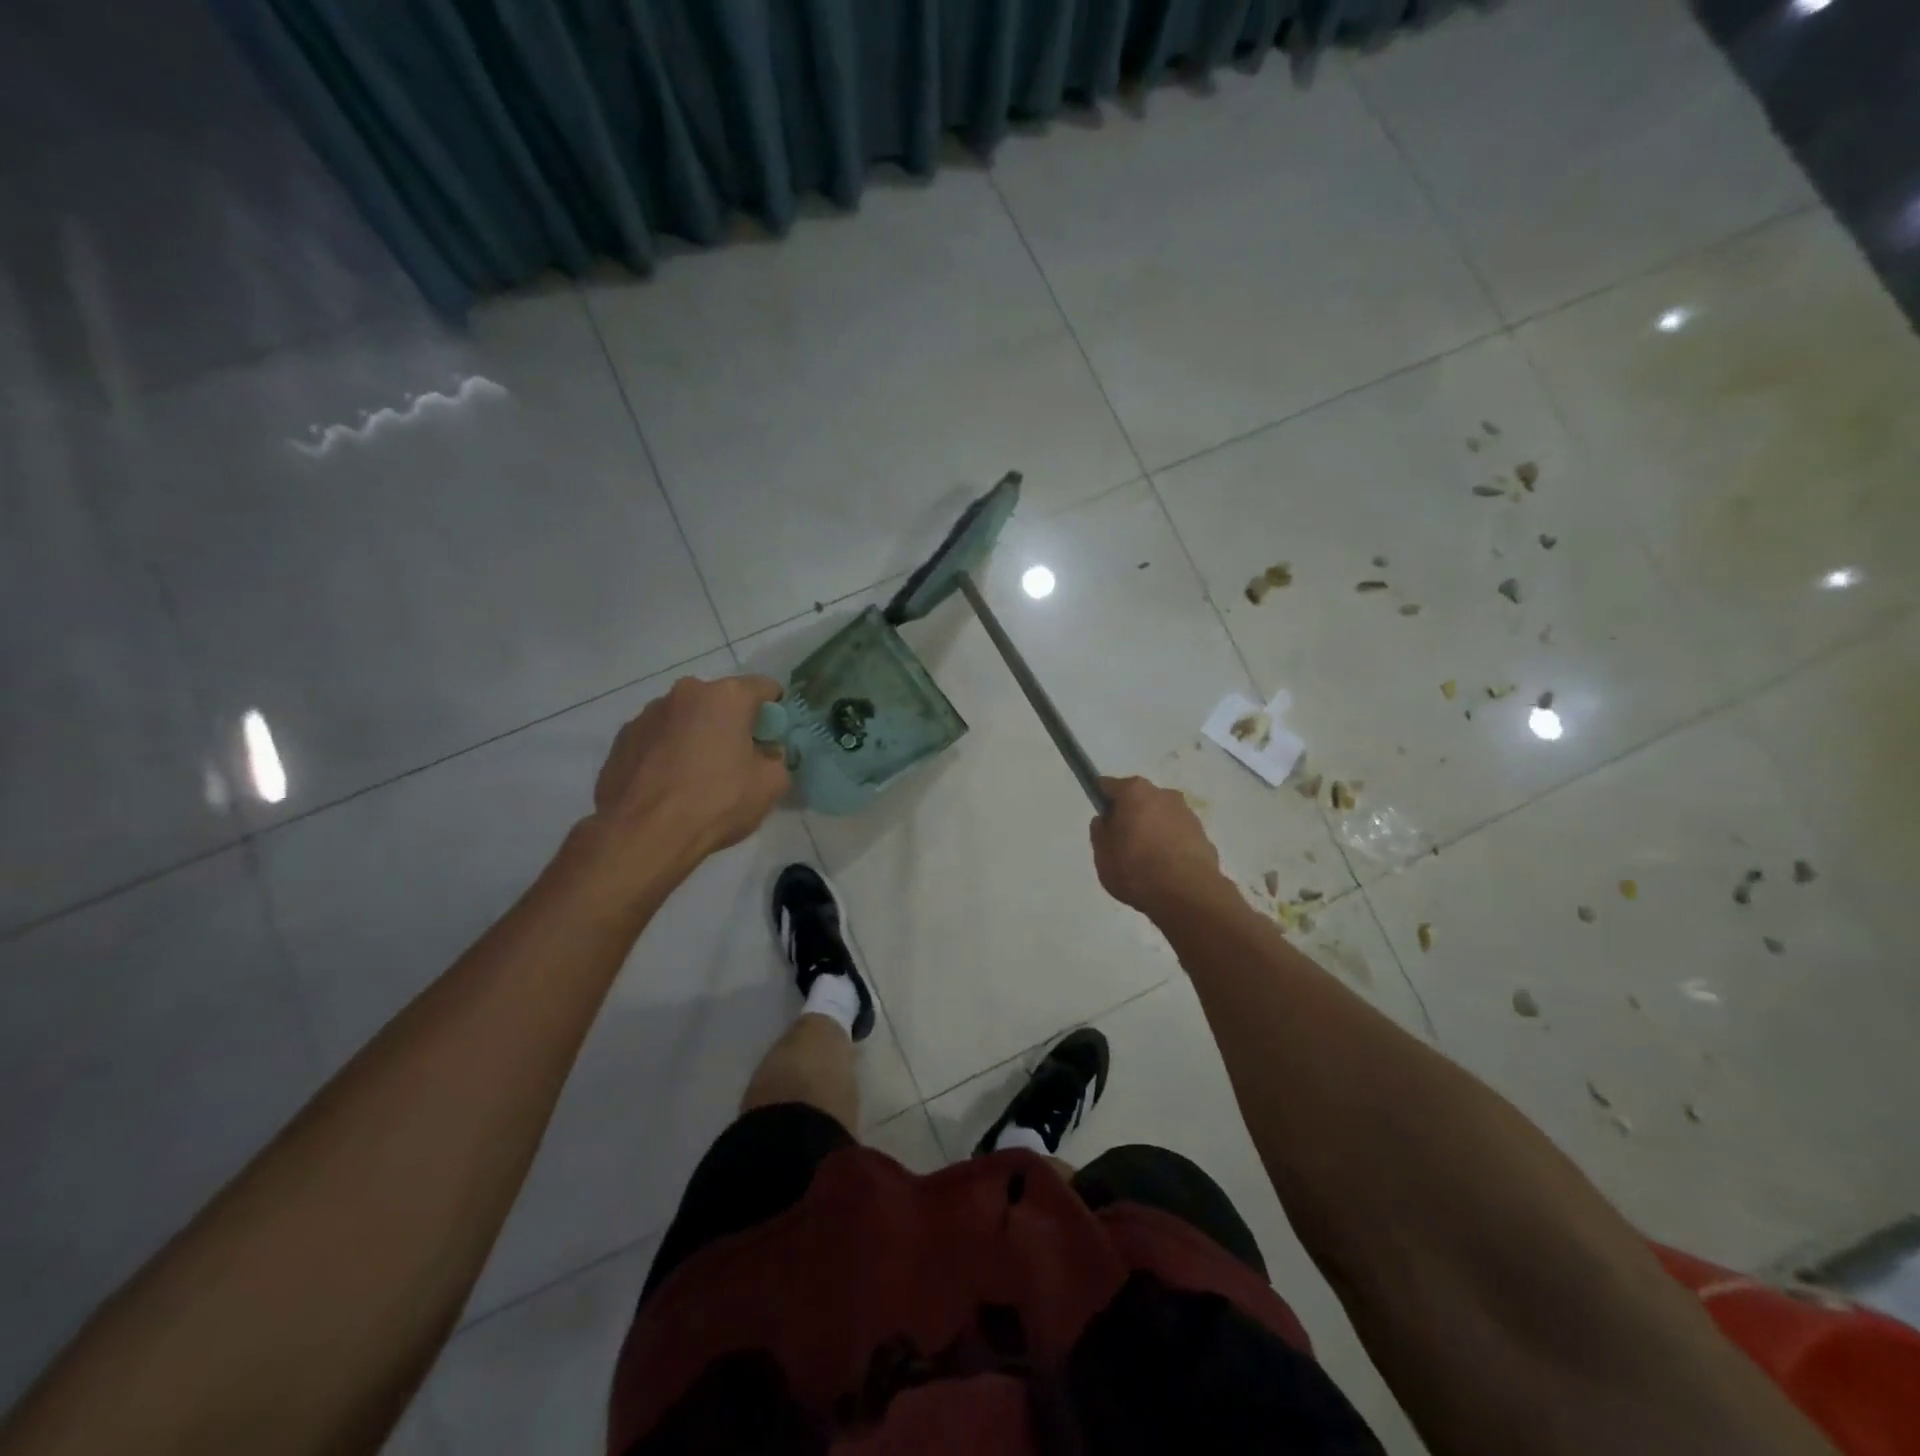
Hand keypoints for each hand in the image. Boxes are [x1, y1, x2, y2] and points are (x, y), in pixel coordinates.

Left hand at [591, 675, 789, 869]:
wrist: (643, 835)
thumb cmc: (716, 802)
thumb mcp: (771, 785)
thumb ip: (776, 759)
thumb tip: (765, 754)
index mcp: (727, 696)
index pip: (765, 687)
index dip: (776, 711)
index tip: (774, 737)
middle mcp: (685, 693)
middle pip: (721, 701)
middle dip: (732, 724)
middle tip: (737, 760)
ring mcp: (648, 714)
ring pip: (686, 718)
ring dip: (697, 736)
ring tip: (697, 776)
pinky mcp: (622, 739)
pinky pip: (658, 738)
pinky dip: (668, 752)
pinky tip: (669, 785)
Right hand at [1089, 776, 1227, 917]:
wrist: (1187, 894)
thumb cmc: (1136, 868)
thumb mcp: (1102, 854)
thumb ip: (1100, 832)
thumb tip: (1106, 820)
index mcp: (1134, 792)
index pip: (1109, 786)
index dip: (1101, 800)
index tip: (1101, 820)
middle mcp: (1164, 794)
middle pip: (1139, 800)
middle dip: (1130, 816)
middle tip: (1122, 844)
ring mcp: (1187, 814)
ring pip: (1161, 817)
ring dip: (1153, 831)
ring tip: (1146, 862)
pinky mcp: (1204, 836)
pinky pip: (1178, 836)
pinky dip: (1170, 846)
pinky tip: (1166, 870)